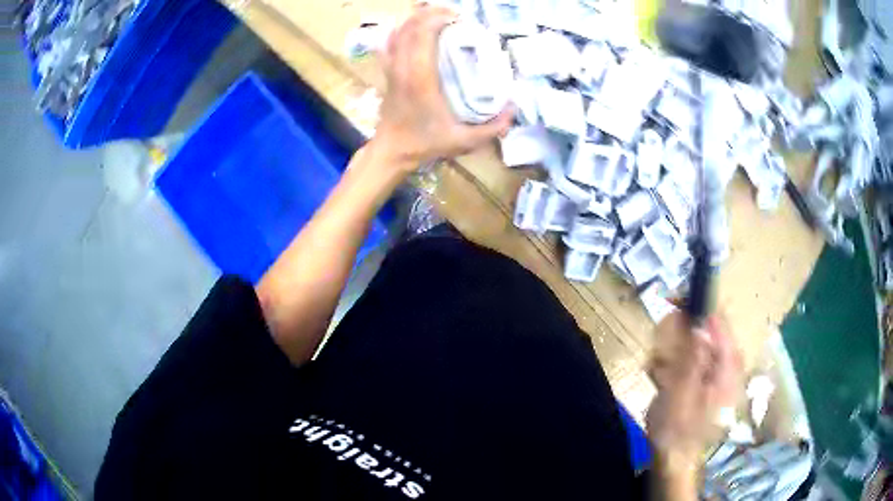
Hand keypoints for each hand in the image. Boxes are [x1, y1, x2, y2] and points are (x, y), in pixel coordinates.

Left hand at [371, 5, 514, 171]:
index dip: (439, 18)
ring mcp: (392, 68)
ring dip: (416, 18)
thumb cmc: (425, 144)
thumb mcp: (464, 141)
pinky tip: (412, 27)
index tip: (460, 18)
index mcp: (420, 77)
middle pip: (411, 26)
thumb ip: (493, 127)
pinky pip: (389, 43)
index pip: (424, 34)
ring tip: (437, 15)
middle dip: (431, 13)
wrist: (391, 152)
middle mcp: (403, 67)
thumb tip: (514, 107)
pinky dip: (399, 30)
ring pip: (398, 31)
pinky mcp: (387, 72)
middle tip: (454, 14)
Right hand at [646, 313, 741, 465]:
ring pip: (695, 344)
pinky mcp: (706, 380)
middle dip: (680, 337)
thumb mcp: (680, 394)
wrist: (674, 459)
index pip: (719, 323)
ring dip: (673, 353)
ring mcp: (717, 373)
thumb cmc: (676, 429)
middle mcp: (727, 366)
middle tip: (661, 354)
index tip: (673, 301)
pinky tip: (662, 380)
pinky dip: (673, 364)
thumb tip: (699, 322)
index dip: (698, 308)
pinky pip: (690, 358)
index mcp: (727, 368)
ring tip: (658, 374)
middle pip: (706, 331)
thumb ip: (691, 357)